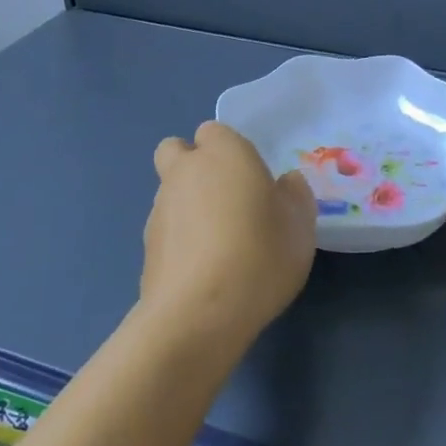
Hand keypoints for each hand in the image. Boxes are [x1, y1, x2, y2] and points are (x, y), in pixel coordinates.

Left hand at [141, 121, 316, 355]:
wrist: (198, 314)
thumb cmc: (259, 255)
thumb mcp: (300, 225)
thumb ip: (295, 196)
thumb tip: (285, 184)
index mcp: (223, 153)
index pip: (215, 131)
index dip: (231, 151)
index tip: (252, 179)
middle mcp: (184, 171)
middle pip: (178, 152)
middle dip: (194, 166)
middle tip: (227, 199)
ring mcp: (159, 208)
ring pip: (170, 191)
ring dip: (188, 205)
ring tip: (219, 245)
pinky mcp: (146, 246)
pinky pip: (166, 229)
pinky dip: (180, 239)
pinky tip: (204, 270)